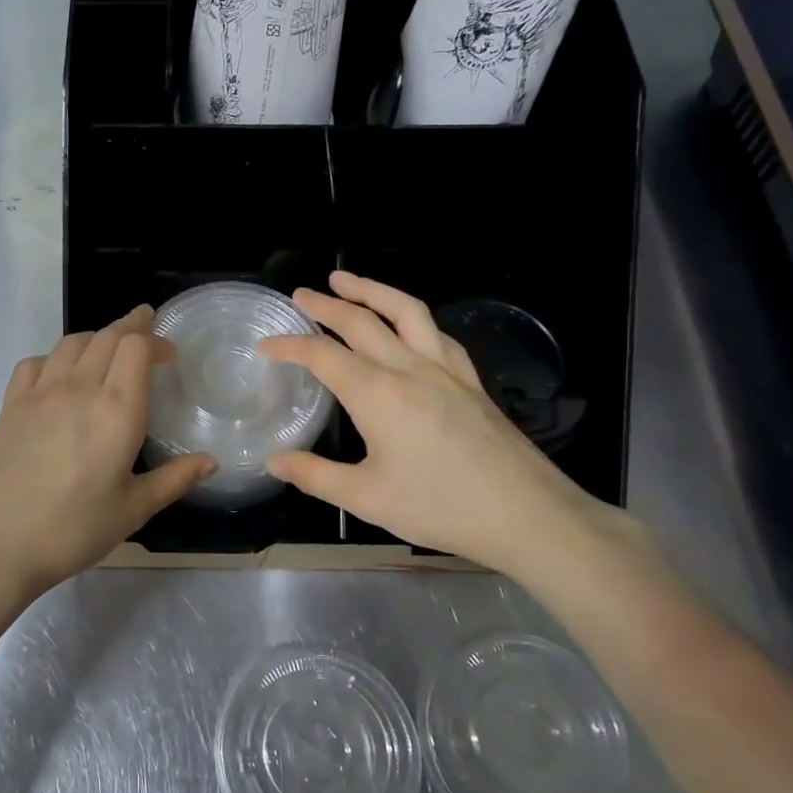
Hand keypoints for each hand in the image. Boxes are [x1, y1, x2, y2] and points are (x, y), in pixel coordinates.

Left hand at [0, 307, 214, 600]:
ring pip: (71, 343)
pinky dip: (55, 357)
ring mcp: (39, 394)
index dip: (155, 340)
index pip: (136, 348)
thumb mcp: (133, 509)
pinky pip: (35, 363)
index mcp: (116, 410)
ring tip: (108, 347)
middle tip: (146, 325)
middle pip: (106, 337)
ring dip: (95, 337)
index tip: (169, 353)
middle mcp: (78, 389)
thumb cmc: (73, 530)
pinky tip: (59, 374)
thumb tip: (211, 461)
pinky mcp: (10, 407)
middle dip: (131, 326)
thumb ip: (174, 479)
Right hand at [257, 272, 623, 580]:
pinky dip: (412, 316)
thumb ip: (316, 476)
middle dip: (327, 304)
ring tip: (348, 279)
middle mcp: (409, 368)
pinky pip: (436, 333)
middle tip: (301, 294)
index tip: (266, 343)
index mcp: (377, 394)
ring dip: (373, 290)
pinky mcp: (470, 380)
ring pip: (405, 311)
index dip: (290, 345)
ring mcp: (446, 369)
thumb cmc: (440, 506)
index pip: (323, 355)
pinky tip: (408, 324)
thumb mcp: (366, 498)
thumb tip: (275, 462)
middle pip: (362, 321)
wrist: (526, 513)